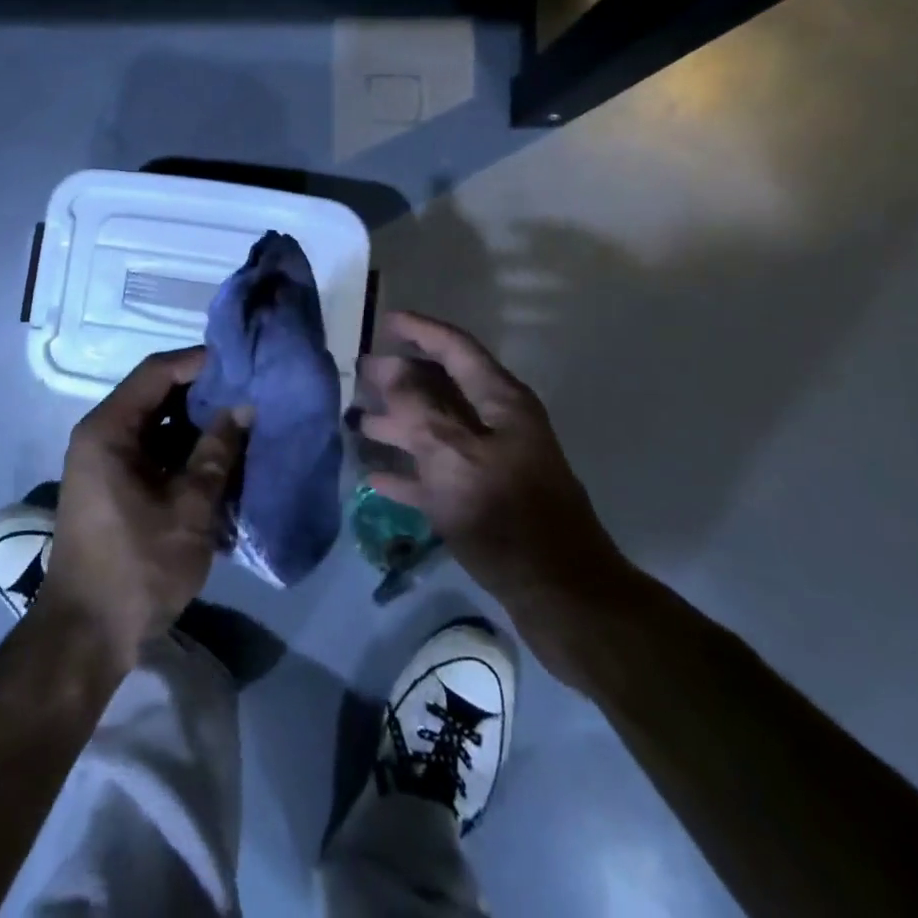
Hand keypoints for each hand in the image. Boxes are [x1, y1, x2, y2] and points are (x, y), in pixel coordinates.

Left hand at [39, 348, 250, 669]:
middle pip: (158, 396)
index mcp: (109, 429)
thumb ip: (217, 453)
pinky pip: (155, 453)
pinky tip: (223, 462)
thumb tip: (244, 406)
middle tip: (252, 394)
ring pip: (160, 426)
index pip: (158, 371)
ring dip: (199, 427)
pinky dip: (186, 453)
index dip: (201, 362)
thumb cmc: (137, 567)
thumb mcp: (188, 509)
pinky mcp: (116, 486)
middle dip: (205, 395)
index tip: (243, 364)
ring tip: (245, 425)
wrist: (87, 636)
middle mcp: (102, 435)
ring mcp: (107, 462)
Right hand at [357, 312, 633, 664]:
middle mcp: (496, 424)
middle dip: (400, 379)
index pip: (455, 348)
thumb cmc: (506, 515)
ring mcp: (491, 463)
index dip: (420, 330)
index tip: (385, 321)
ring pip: (436, 430)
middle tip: (358, 375)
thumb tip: (389, 368)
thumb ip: (418, 407)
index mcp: (499, 401)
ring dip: (398, 424)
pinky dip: (408, 471)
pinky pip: (437, 473)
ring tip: (356, 422)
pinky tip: (375, 476)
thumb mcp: (455, 454)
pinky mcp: (484, 500)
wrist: (561, 596)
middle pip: (442, 388)